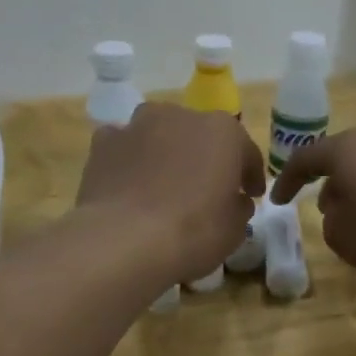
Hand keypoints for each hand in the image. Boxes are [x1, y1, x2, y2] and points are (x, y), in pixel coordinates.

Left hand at [77, 103, 264, 282]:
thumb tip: (234, 201)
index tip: (251, 195)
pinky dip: (130, 161)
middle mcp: (180, 115)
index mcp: (223, 130)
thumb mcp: (235, 229)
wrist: (123, 241)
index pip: (246, 151)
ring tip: (164, 186)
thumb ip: (239, 207)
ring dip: (166, 153)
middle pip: (200, 136)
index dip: (250, 175)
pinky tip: (130, 186)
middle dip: (205, 158)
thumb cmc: (193, 231)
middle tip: (207, 189)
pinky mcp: (104, 143)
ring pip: (160, 135)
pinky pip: (125, 148)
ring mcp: (138, 124)